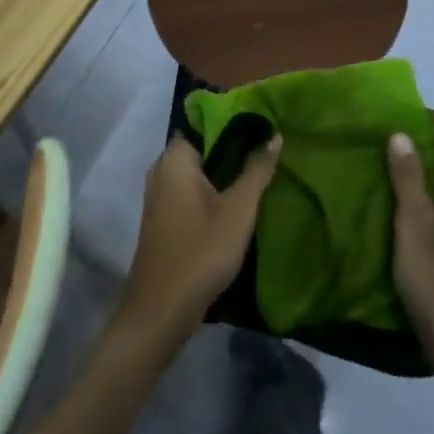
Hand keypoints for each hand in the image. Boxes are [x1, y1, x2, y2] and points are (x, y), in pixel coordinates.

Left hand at [116, 134, 282, 346]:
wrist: (161, 311)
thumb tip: (275, 135)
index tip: (263, 127)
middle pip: (203, 148)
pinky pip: (190, 192)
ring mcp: (158, 196)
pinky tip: (235, 205)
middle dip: (233, 150)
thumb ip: (257, 170)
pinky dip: (211, 193)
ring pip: (197, 173)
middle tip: (266, 152)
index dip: (235, 123)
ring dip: (224, 174)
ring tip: (258, 176)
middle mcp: (161, 169)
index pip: (205, 122)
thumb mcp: (239, 209)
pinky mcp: (162, 219)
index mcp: (175, 158)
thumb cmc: (201, 251)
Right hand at [386, 114, 433, 391]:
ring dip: (426, 173)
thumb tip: (402, 134)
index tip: (398, 125)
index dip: (433, 120)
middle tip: (385, 149)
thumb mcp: (414, 228)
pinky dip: (433, 198)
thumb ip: (408, 178)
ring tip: (388, 178)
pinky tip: (405, 216)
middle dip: (425, 144)